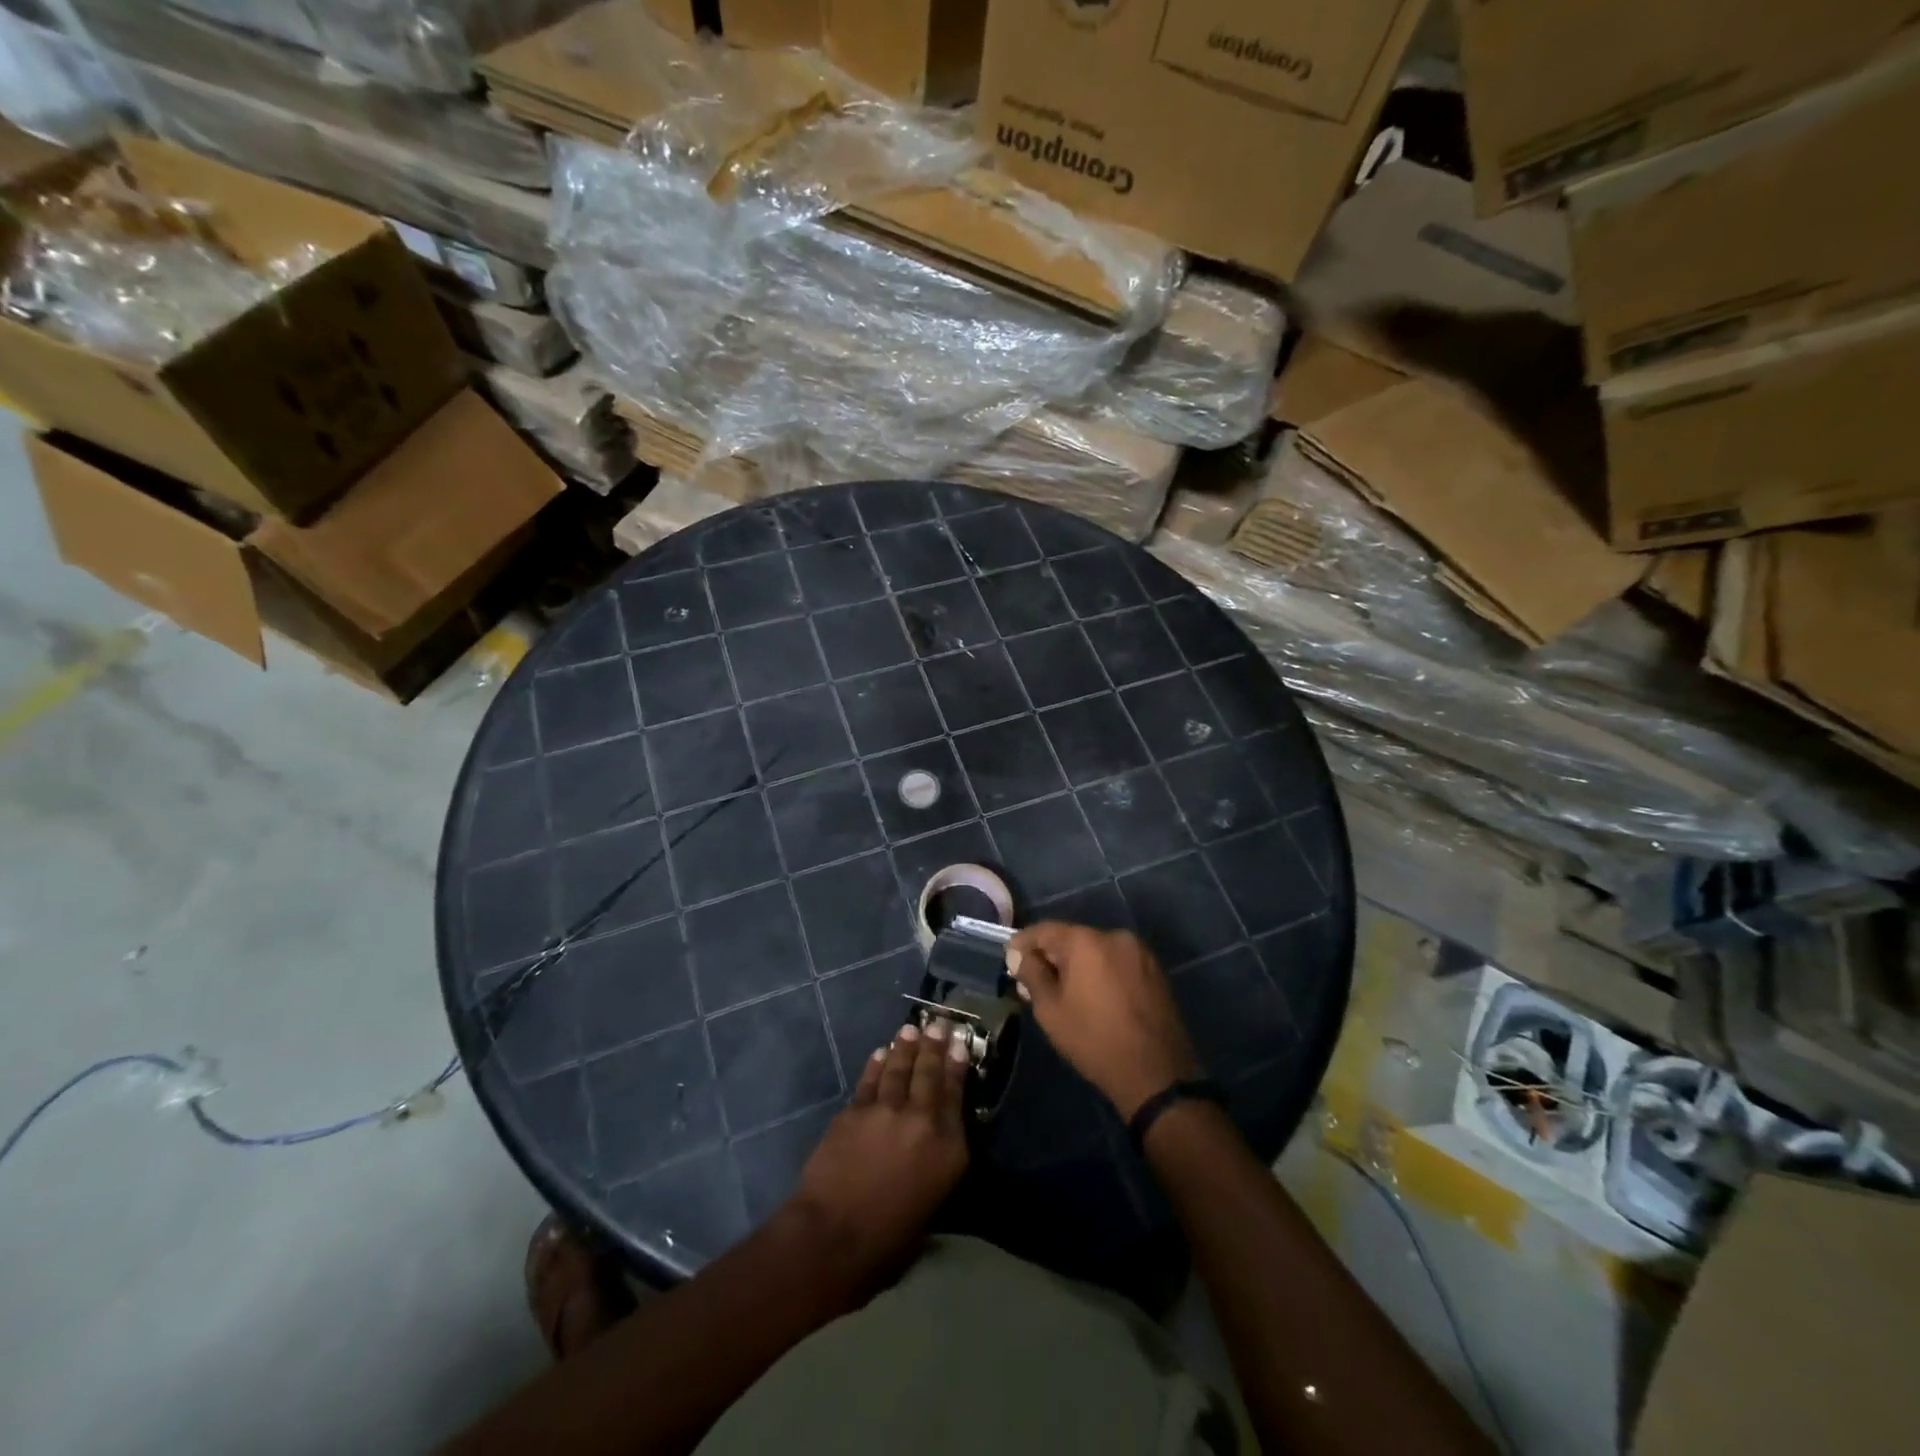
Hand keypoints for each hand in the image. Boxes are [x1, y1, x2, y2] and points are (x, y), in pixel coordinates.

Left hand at [790, 1021, 969, 1281]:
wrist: (832, 1237)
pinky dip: (877, 1064)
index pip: (956, 1096)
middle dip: (935, 1046)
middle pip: (930, 1074)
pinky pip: (870, 1080)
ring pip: (899, 1069)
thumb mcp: (931, 1206)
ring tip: (911, 1030)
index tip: (960, 1045)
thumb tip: (933, 1147)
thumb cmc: (887, 1242)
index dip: (958, 1067)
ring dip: (905, 1047)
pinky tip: (881, 1053)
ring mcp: (886, 1111)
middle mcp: (922, 1121)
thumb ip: (937, 1167)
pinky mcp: (855, 1111)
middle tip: (938, 1023)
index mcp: (948, 1149)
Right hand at [1006, 922, 1201, 1119]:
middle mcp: (1114, 936)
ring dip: (1079, 964)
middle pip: (1072, 938)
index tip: (1011, 960)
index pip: (1045, 930)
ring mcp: (1139, 952)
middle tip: (1035, 981)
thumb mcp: (1051, 1011)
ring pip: (1097, 950)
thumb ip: (1032, 975)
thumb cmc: (1094, 1040)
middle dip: (1052, 956)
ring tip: (1067, 992)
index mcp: (1086, 942)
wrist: (1157, 1073)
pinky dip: (1102, 972)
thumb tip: (1018, 955)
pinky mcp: (1155, 970)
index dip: (1024, 943)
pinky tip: (1096, 996)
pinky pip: (1118, 962)